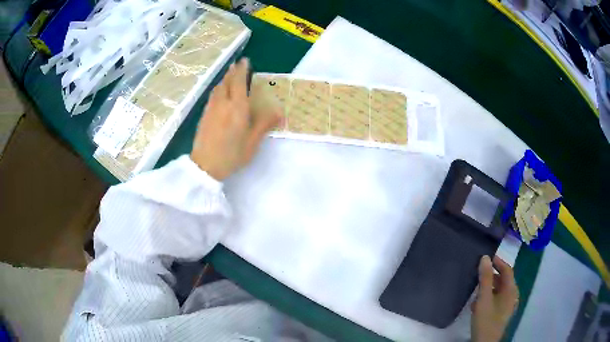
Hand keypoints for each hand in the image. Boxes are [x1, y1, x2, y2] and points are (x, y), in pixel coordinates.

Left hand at [191, 58, 280, 179]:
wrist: (204, 165)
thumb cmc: (231, 155)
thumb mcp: (252, 142)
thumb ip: (264, 124)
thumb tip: (279, 111)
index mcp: (237, 108)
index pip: (238, 82)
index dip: (242, 70)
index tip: (245, 61)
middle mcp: (223, 103)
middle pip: (226, 82)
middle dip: (232, 71)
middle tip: (237, 65)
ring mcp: (211, 109)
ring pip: (218, 87)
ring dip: (224, 79)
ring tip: (229, 76)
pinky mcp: (204, 115)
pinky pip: (212, 95)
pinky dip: (218, 88)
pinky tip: (220, 93)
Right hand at [471, 255, 518, 341]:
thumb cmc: (486, 320)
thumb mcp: (484, 299)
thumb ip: (485, 278)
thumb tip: (485, 258)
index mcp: (511, 290)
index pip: (507, 270)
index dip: (498, 262)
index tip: (486, 258)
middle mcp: (512, 295)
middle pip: (504, 280)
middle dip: (492, 275)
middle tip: (479, 274)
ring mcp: (507, 305)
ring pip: (499, 290)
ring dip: (489, 287)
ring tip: (476, 289)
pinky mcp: (502, 313)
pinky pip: (497, 299)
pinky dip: (489, 297)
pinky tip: (478, 304)